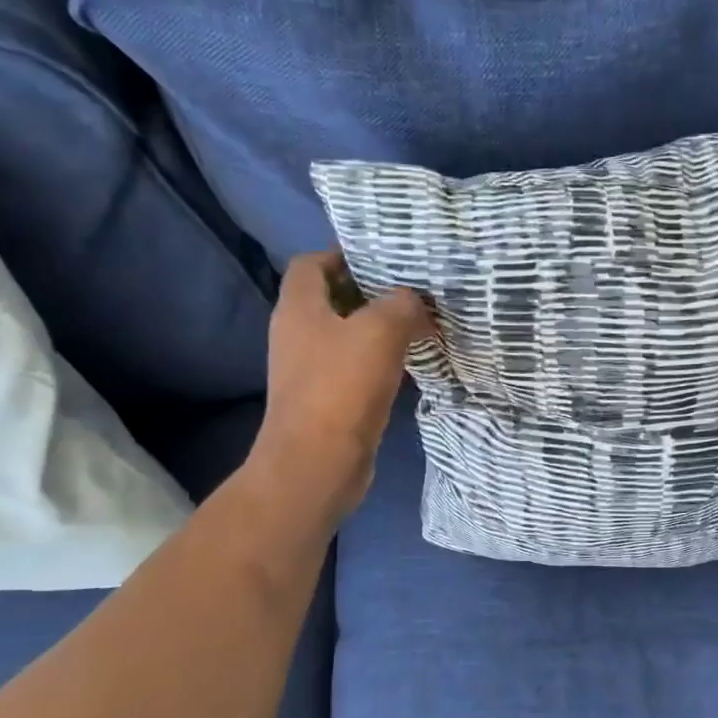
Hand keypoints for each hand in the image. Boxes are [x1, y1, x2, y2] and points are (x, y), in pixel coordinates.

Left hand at [246, 251, 432, 523]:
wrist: (317, 464)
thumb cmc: (342, 388)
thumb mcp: (380, 332)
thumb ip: (401, 305)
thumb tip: (415, 301)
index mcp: (299, 307)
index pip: (312, 263)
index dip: (344, 254)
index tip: (386, 259)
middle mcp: (297, 333)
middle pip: (332, 298)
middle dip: (371, 292)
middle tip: (413, 291)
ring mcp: (309, 369)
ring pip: (346, 334)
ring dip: (379, 328)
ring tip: (419, 323)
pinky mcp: (325, 399)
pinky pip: (353, 366)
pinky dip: (379, 360)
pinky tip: (409, 363)